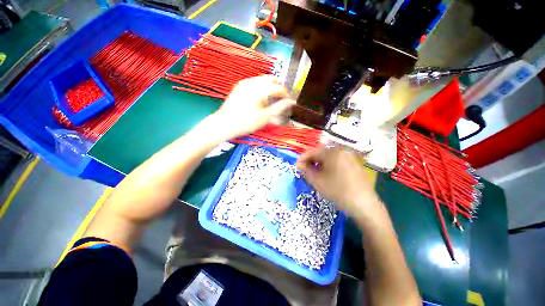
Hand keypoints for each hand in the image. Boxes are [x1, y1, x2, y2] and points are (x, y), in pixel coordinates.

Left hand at [214, 76, 294, 138]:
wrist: (224, 124)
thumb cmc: (246, 122)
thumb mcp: (264, 117)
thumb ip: (279, 108)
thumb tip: (291, 102)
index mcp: (260, 89)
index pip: (279, 87)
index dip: (286, 94)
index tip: (289, 102)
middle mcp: (252, 81)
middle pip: (271, 79)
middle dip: (279, 88)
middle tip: (281, 100)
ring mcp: (244, 82)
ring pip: (263, 80)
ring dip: (270, 87)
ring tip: (271, 100)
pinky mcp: (239, 86)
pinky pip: (255, 82)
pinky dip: (262, 87)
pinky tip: (260, 99)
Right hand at [296, 145, 379, 217]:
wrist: (364, 206)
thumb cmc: (338, 192)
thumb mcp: (317, 181)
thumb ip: (305, 170)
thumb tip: (299, 164)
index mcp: (333, 152)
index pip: (313, 151)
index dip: (302, 158)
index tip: (296, 166)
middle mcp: (342, 150)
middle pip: (321, 153)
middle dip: (311, 161)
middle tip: (304, 170)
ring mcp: (350, 156)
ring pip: (329, 157)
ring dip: (319, 163)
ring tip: (314, 173)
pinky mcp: (354, 163)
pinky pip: (337, 160)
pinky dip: (329, 165)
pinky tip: (326, 174)